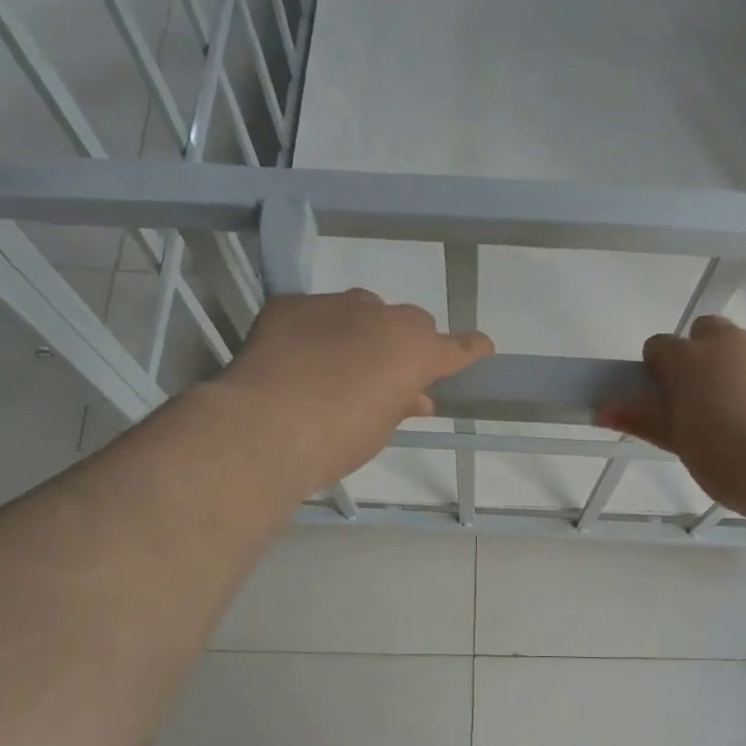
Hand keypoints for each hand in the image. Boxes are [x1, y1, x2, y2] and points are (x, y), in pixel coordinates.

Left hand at [214, 289, 492, 494]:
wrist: (264, 429)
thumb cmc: (336, 440)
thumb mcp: (380, 429)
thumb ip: (402, 404)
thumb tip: (415, 397)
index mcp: (414, 350)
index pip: (457, 346)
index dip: (470, 350)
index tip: (481, 349)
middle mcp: (381, 317)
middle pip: (410, 321)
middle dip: (405, 343)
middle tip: (388, 374)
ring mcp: (334, 305)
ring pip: (363, 310)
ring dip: (362, 331)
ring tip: (338, 364)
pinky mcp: (292, 305)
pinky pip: (316, 313)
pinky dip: (317, 330)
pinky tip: (298, 358)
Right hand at [597, 315, 745, 512]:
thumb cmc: (730, 462)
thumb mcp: (681, 444)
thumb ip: (643, 418)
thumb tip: (601, 407)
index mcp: (690, 361)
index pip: (660, 347)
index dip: (663, 370)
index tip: (671, 398)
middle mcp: (734, 341)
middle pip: (710, 333)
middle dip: (709, 357)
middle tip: (718, 402)